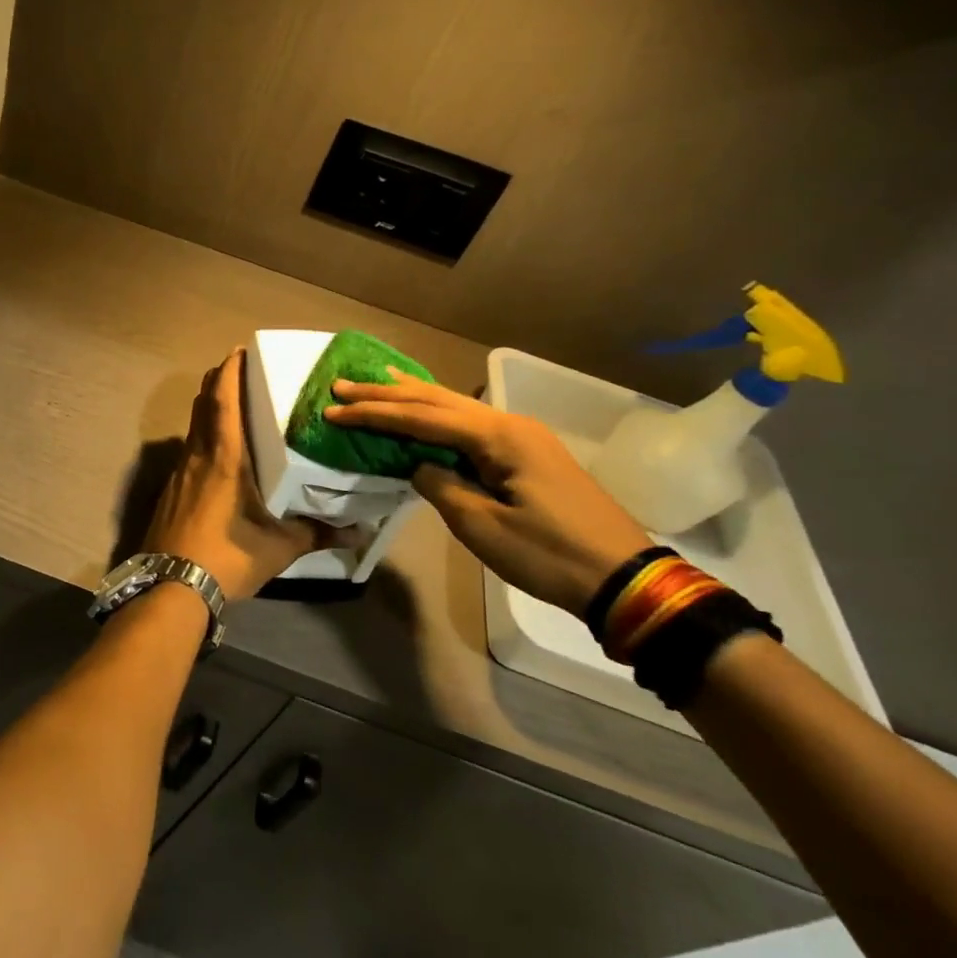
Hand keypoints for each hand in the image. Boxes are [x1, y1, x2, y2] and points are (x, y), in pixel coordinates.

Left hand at [146, 349, 344, 602]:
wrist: (170, 586)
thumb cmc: (226, 558)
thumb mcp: (277, 547)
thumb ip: (317, 533)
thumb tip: (360, 532)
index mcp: (224, 458)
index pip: (222, 401)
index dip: (229, 372)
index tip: (238, 351)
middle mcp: (197, 457)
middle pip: (203, 406)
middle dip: (217, 383)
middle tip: (238, 371)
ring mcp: (179, 473)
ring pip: (193, 427)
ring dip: (208, 409)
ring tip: (231, 406)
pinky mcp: (171, 491)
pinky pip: (188, 450)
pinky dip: (201, 437)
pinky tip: (216, 454)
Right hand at [326, 371, 650, 614]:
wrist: (622, 578)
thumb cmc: (549, 554)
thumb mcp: (482, 526)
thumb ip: (439, 485)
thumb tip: (417, 465)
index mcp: (498, 437)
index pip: (422, 418)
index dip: (374, 414)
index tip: (334, 409)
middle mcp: (508, 423)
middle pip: (435, 401)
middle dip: (386, 394)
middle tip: (342, 385)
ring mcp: (521, 436)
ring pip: (453, 406)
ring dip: (410, 396)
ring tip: (374, 379)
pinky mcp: (526, 453)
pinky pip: (469, 423)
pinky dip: (436, 413)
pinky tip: (425, 406)